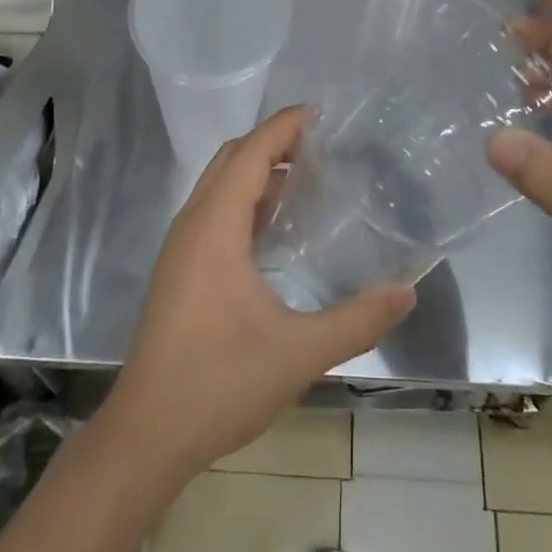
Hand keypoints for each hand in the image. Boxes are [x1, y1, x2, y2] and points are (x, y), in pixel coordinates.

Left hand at [104, 108, 414, 478]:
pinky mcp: (178, 270)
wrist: (146, 435)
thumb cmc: (218, 383)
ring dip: (258, 172)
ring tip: (307, 182)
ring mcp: (181, 247)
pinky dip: (245, 201)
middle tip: (323, 148)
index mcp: (215, 225)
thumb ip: (357, 320)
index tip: (324, 115)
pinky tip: (275, 231)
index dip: (285, 126)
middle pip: (233, 159)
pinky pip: (213, 212)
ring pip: (219, 185)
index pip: (252, 151)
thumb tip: (406, 291)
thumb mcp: (298, 353)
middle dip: (274, 143)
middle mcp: (193, 224)